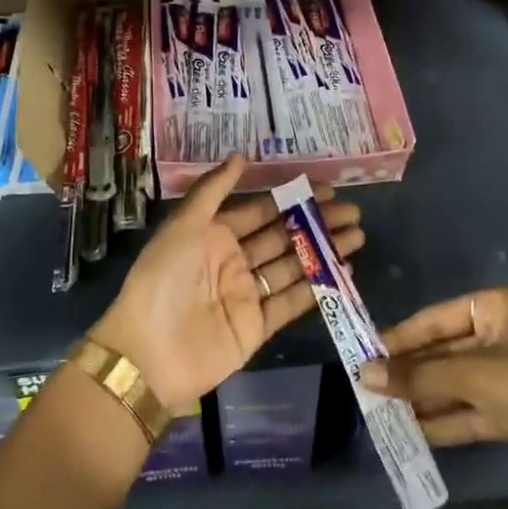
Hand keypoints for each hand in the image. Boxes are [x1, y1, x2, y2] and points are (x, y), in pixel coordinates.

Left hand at [91, 155, 364, 411]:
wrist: (149, 352)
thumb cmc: (164, 278)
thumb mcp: (183, 225)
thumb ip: (213, 190)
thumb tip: (240, 156)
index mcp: (214, 234)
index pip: (261, 211)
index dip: (293, 199)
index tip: (327, 188)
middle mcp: (234, 261)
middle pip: (283, 237)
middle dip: (317, 223)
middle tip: (353, 212)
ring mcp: (247, 294)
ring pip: (293, 266)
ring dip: (324, 251)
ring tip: (358, 236)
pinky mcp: (257, 327)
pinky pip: (292, 302)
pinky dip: (318, 288)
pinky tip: (344, 273)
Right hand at [358, 286, 507, 505]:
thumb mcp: (475, 377)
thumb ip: (419, 376)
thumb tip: (364, 374)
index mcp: (504, 308)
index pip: (441, 317)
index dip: (405, 336)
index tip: (368, 352)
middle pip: (449, 351)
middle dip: (413, 371)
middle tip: (370, 385)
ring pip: (459, 383)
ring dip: (425, 397)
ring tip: (382, 409)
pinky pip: (473, 410)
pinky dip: (445, 419)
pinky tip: (412, 430)